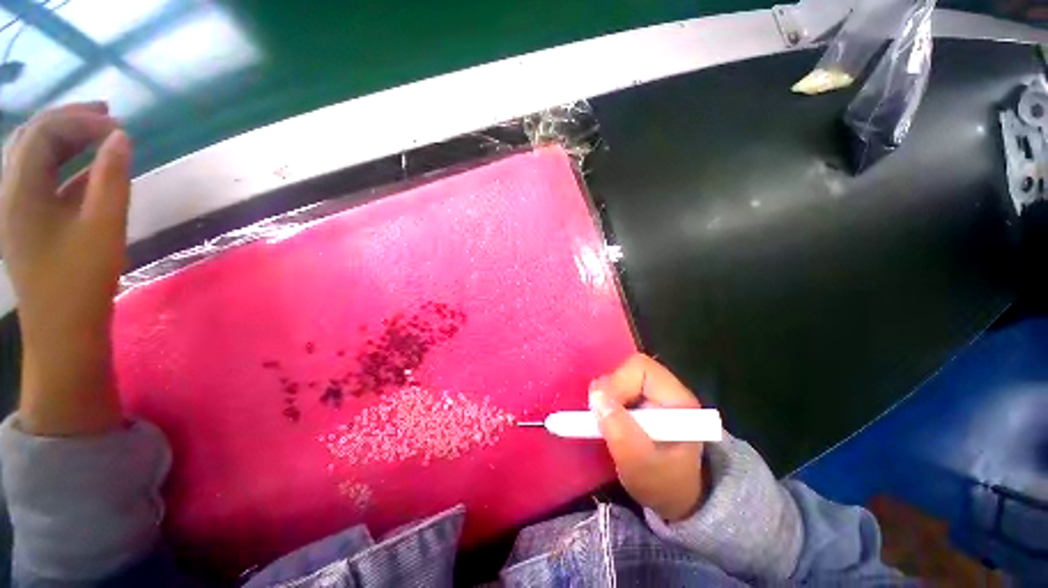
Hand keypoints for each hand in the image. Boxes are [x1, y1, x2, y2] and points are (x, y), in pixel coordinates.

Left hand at [0, 102, 131, 434]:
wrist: (61, 330)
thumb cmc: (81, 281)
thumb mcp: (103, 228)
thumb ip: (111, 179)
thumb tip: (121, 139)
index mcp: (21, 191)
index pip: (43, 133)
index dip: (80, 121)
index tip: (119, 126)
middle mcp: (10, 192)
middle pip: (32, 138)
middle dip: (68, 120)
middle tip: (107, 117)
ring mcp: (16, 209)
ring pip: (34, 156)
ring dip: (64, 139)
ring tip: (98, 135)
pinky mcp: (27, 223)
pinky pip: (41, 180)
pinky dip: (65, 165)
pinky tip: (89, 169)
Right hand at [590, 354, 707, 520]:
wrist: (675, 499)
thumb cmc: (663, 484)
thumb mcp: (640, 466)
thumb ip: (619, 431)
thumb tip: (596, 396)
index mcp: (678, 399)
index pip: (641, 368)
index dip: (617, 383)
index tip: (602, 409)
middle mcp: (667, 388)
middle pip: (629, 369)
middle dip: (610, 390)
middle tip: (599, 414)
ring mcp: (655, 392)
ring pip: (621, 377)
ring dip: (606, 396)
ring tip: (604, 421)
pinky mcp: (643, 399)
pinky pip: (618, 387)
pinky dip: (607, 400)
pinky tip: (608, 419)